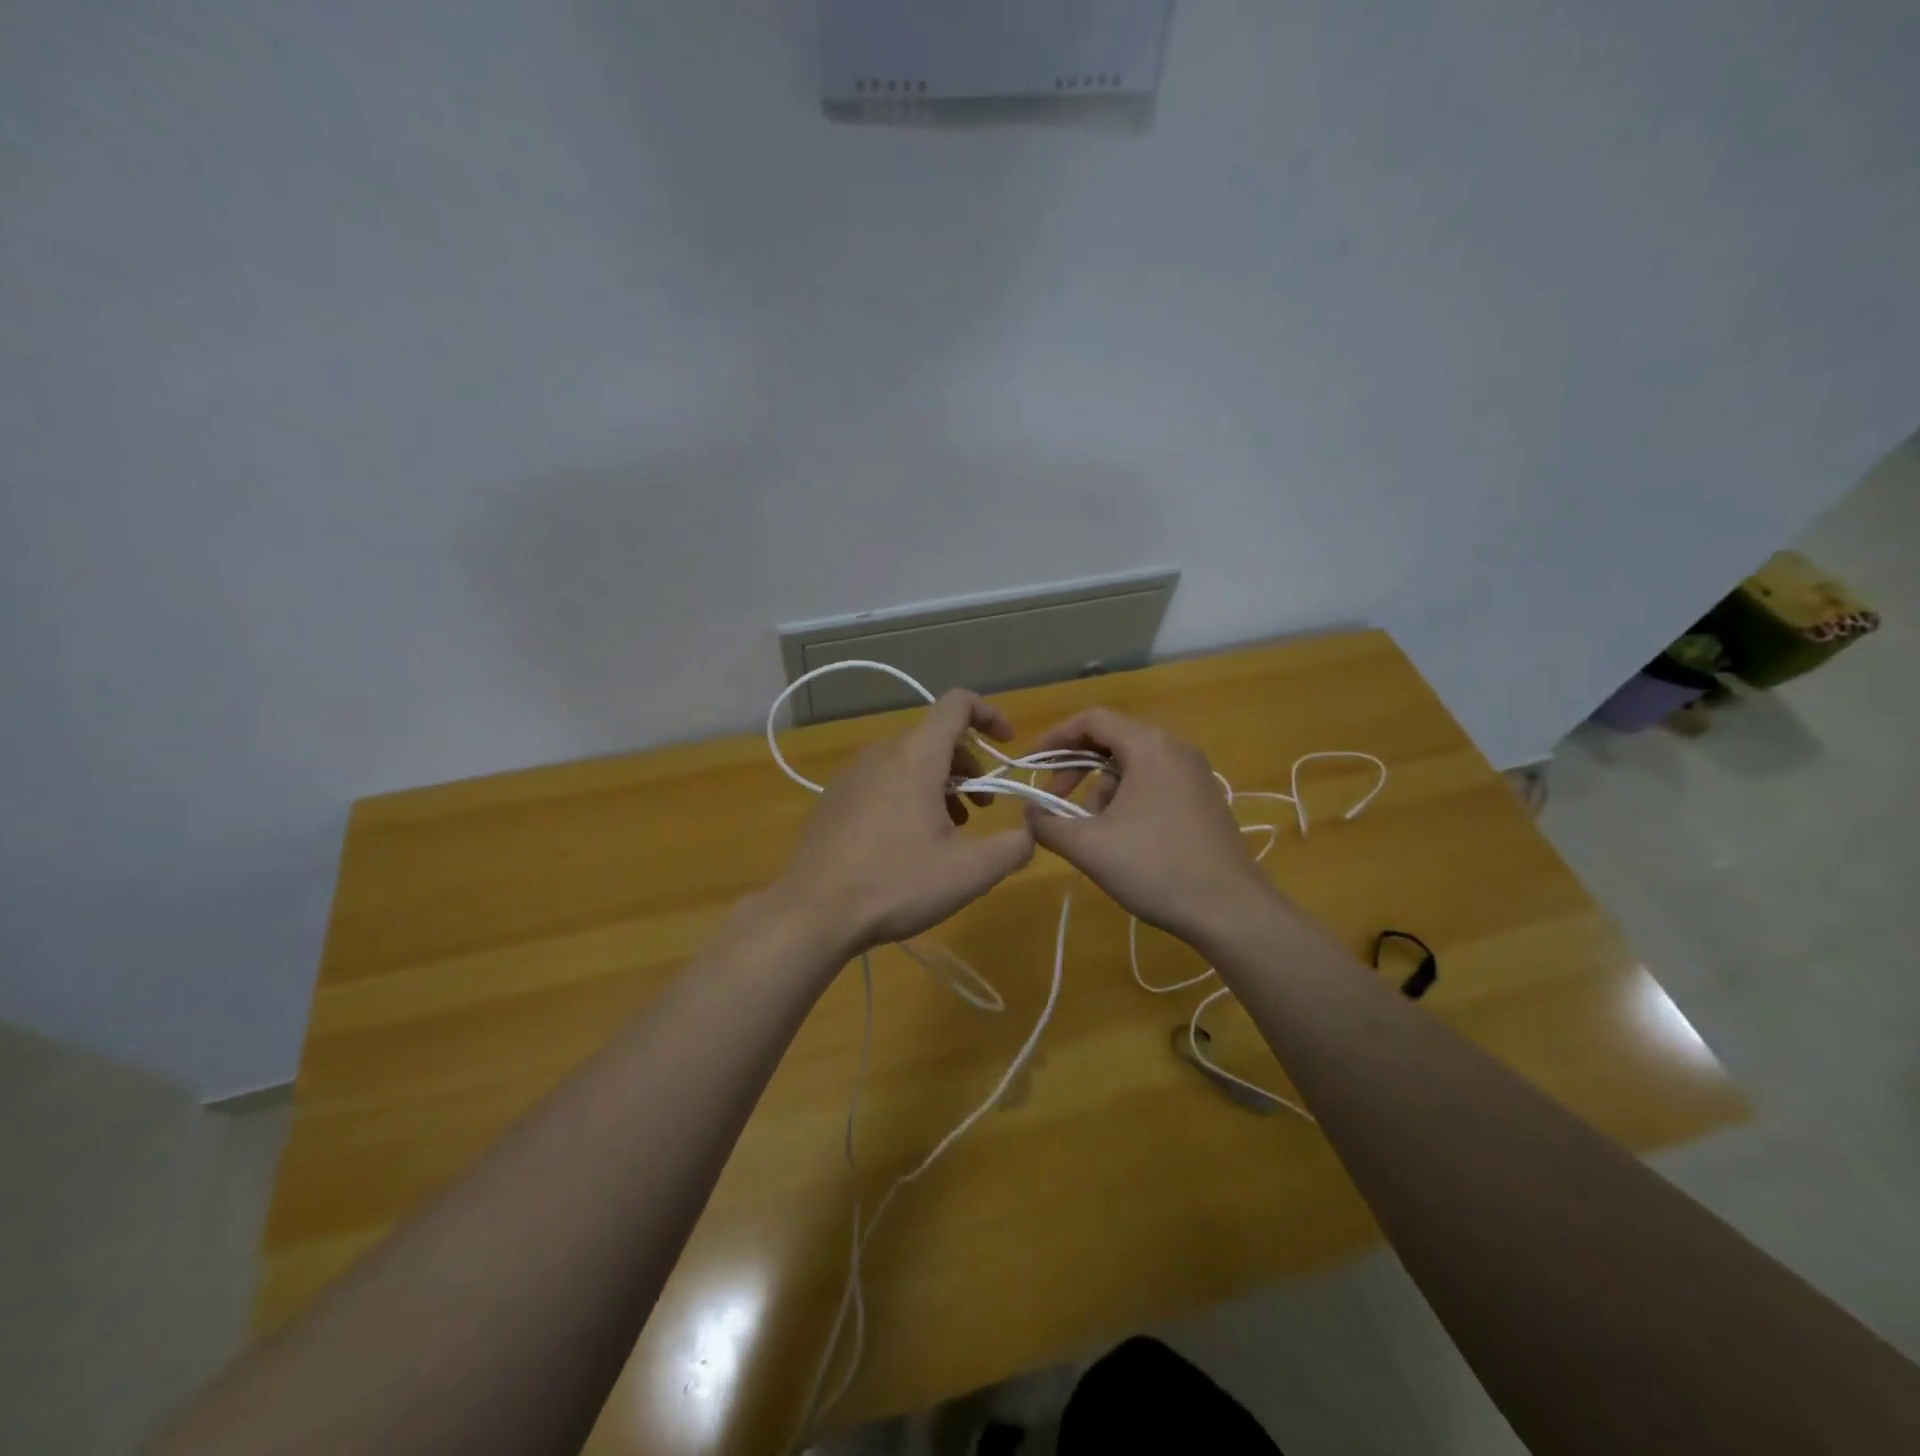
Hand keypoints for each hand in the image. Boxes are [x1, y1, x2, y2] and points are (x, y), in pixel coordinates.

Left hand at [770, 690, 1034, 955]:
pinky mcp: (834, 799)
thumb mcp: (970, 871)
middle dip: (969, 766)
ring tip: (950, 830)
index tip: (1008, 745)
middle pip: (935, 737)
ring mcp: (852, 774)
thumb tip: (1030, 832)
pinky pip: (883, 780)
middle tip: (983, 807)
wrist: (813, 912)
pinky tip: (909, 843)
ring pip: (909, 761)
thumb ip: (1014, 846)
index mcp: (916, 755)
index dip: (990, 715)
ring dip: (940, 784)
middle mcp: (882, 753)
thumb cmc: (896, 883)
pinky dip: (909, 794)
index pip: (957, 704)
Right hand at [1023, 707, 1277, 940]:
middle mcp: (1175, 748)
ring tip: (1090, 831)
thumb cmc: (1156, 868)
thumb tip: (1029, 815)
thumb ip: (1047, 825)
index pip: (1091, 720)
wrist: (1232, 910)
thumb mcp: (1089, 847)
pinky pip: (1153, 783)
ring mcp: (1194, 773)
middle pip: (1111, 740)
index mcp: (1149, 746)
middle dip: (1074, 769)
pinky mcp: (1204, 798)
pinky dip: (1126, 800)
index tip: (1029, 765)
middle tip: (1052, 800)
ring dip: (1100, 790)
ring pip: (1131, 766)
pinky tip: (1121, 838)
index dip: (1053, 738)